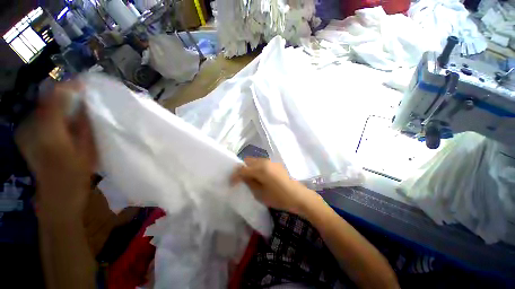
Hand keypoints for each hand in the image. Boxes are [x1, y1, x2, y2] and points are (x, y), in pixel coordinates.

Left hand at [16, 82, 96, 221]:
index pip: (55, 100)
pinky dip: (50, 110)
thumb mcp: (87, 150)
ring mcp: (25, 131)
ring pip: (42, 106)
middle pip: (46, 100)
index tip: (84, 82)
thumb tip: (85, 104)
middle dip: (64, 93)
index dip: (69, 88)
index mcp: (49, 133)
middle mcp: (32, 128)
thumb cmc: (76, 175)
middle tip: (81, 93)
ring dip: (58, 102)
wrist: (56, 195)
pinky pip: (38, 115)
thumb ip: (84, 125)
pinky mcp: (25, 135)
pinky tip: (60, 116)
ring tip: (73, 103)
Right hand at [232, 158, 320, 215]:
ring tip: (248, 178)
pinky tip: (258, 176)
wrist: (298, 196)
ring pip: (255, 161)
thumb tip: (242, 178)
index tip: (231, 183)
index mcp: (260, 169)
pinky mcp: (275, 164)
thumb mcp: (260, 194)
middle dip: (242, 169)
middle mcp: (264, 161)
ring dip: (249, 168)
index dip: (234, 176)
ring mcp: (271, 161)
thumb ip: (249, 183)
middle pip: (248, 161)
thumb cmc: (278, 197)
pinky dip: (256, 168)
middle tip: (239, 180)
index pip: (242, 169)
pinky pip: (262, 163)